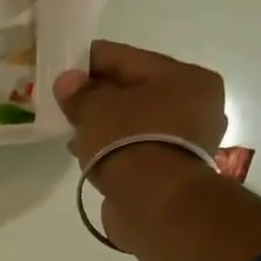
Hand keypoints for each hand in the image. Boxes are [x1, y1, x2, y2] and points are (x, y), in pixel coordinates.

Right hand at [53, 41, 227, 169]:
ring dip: (106, 125)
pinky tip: (91, 153)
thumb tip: (66, 80)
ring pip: (137, 121)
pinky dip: (115, 146)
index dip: (92, 61)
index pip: (129, 58)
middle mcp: (196, 104)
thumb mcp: (96, 110)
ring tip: (74, 133)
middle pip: (136, 90)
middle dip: (100, 96)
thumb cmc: (130, 142)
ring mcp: (188, 139)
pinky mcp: (174, 169)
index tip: (64, 66)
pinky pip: (138, 147)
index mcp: (186, 77)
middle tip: (67, 102)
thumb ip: (80, 93)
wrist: (155, 203)